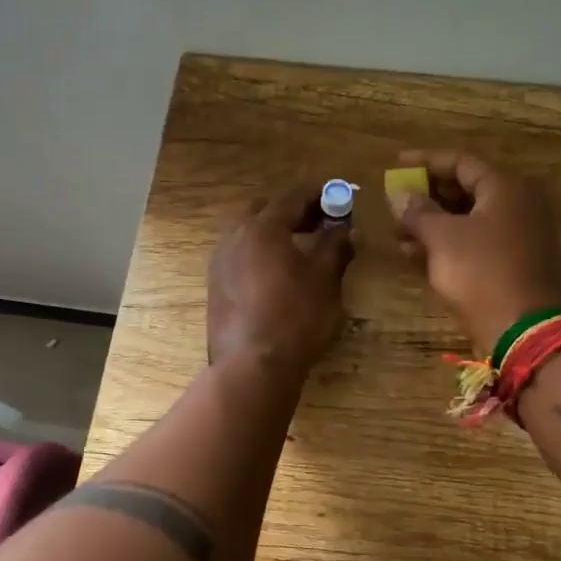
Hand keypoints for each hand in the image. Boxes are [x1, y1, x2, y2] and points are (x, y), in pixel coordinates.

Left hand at [208, 188, 354, 375]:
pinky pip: (238, 257)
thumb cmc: (295, 316)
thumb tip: (346, 229)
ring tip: (297, 250)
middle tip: (317, 223)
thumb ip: (335, 247)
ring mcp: (219, 263)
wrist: (252, 365)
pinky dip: (258, 255)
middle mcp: (234, 237)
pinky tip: (275, 275)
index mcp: (263, 227)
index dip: (317, 195)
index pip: (292, 198)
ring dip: (271, 233)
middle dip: (290, 212)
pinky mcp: (215, 288)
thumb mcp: (325, 280)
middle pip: (263, 210)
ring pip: (246, 234)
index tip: (336, 198)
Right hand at [389, 150, 560, 352]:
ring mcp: (518, 237)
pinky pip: (475, 244)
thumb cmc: (482, 273)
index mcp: (505, 188)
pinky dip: (447, 246)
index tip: (396, 164)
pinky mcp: (513, 265)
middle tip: (395, 205)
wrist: (525, 331)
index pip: (460, 162)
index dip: (425, 162)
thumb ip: (417, 212)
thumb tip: (399, 195)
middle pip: (465, 190)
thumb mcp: (442, 238)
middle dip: (426, 198)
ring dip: (432, 225)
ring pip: (467, 221)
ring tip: (397, 235)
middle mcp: (517, 206)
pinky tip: (415, 256)